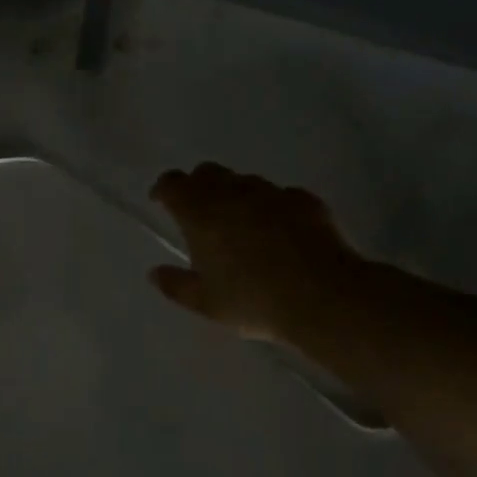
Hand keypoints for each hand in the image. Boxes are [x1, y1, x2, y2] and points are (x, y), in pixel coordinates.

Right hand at [148, 164, 362, 343]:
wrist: (322, 296)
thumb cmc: (254, 301)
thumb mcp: (207, 304)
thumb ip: (176, 286)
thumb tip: (154, 273)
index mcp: (200, 213)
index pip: (172, 183)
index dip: (164, 189)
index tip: (160, 201)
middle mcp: (232, 192)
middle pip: (207, 172)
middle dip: (198, 185)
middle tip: (199, 211)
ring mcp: (271, 192)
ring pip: (244, 180)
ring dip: (236, 194)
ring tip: (242, 224)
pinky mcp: (303, 200)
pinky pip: (281, 195)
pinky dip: (273, 207)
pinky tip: (281, 230)